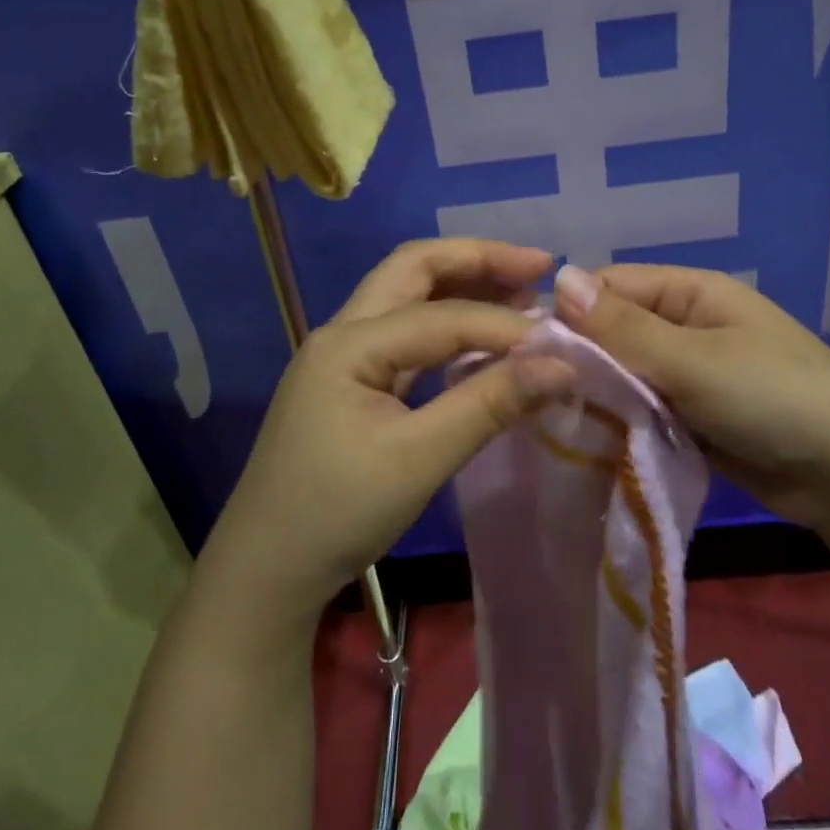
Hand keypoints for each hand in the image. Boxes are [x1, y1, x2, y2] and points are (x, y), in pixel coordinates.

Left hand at [198, 241, 572, 632]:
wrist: (267, 569)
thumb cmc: (338, 513)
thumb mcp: (419, 458)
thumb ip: (489, 404)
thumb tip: (562, 366)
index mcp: (350, 343)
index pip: (442, 316)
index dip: (505, 325)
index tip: (562, 346)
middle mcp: (343, 332)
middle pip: (414, 269)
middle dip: (477, 260)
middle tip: (539, 265)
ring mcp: (344, 356)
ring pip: (409, 297)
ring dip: (463, 286)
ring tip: (521, 290)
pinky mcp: (353, 382)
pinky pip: (406, 335)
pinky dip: (448, 326)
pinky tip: (483, 339)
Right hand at [553, 263, 829, 526]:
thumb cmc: (773, 398)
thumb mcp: (694, 360)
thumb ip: (624, 327)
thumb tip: (559, 279)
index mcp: (690, 293)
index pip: (610, 286)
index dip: (571, 312)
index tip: (533, 351)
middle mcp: (686, 325)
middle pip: (614, 331)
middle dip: (583, 359)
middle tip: (541, 393)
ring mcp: (689, 373)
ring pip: (625, 374)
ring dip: (600, 394)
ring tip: (558, 420)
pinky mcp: (692, 416)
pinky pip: (643, 408)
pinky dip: (622, 421)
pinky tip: (592, 440)